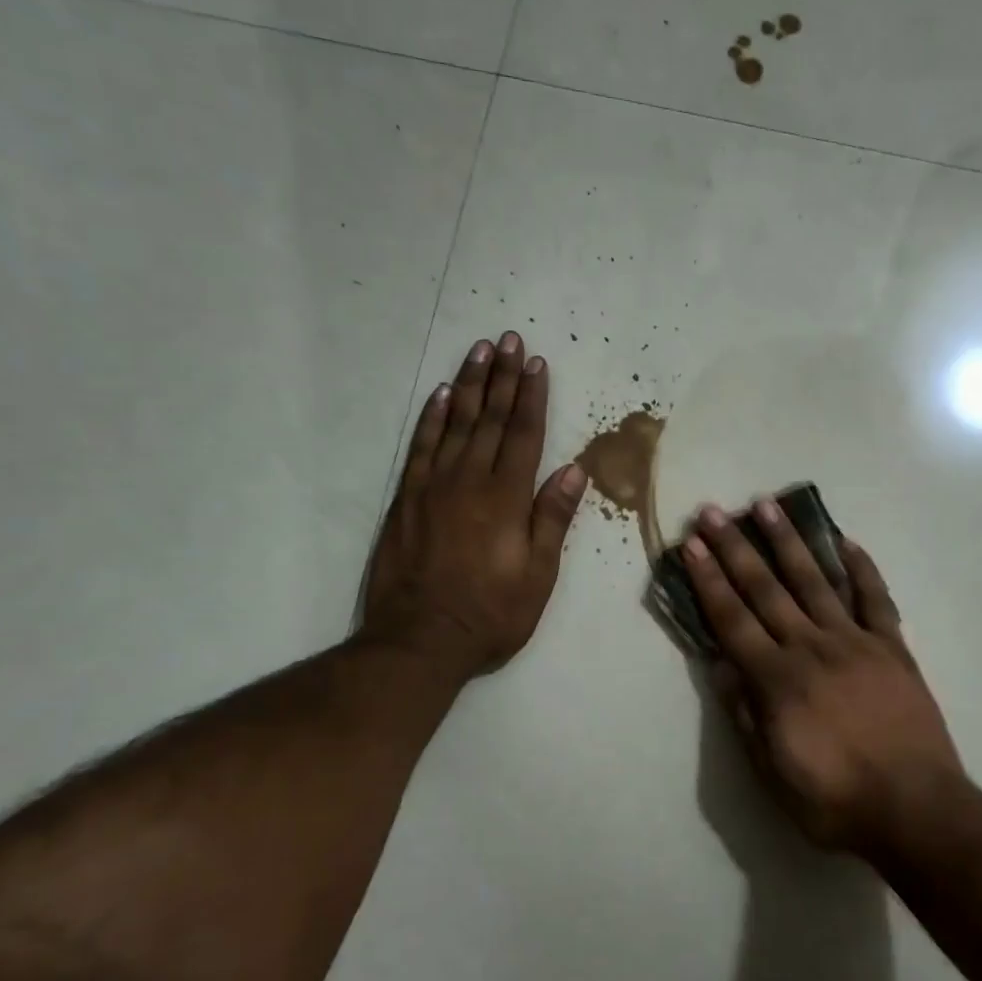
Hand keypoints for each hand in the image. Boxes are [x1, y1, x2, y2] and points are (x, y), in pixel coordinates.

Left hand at [358, 332, 586, 679]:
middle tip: (509, 340)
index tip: (537, 364)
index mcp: (507, 499)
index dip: (533, 397)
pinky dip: (432, 418)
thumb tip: (574, 469)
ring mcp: (434, 487)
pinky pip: (421, 447)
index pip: (524, 436)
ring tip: (479, 351)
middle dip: (503, 378)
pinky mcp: (407, 499)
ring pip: (456, 424)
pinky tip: (442, 395)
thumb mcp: (538, 575)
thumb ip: (552, 518)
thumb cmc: (491, 613)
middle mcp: (470, 482)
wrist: (420, 640)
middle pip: (491, 420)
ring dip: (470, 385)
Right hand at [682, 499, 965, 856]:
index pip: (732, 619)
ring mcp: (855, 642)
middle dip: (736, 548)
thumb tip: (721, 665)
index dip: (709, 580)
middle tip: (714, 512)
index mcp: (778, 680)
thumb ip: (744, 715)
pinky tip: (846, 542)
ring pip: (815, 581)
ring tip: (767, 505)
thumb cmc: (836, 801)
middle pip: (766, 589)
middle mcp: (811, 648)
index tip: (693, 546)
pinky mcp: (892, 647)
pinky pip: (875, 598)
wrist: (917, 810)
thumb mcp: (772, 774)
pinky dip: (861, 568)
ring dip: (788, 542)